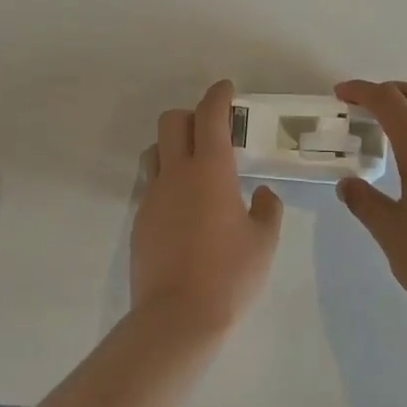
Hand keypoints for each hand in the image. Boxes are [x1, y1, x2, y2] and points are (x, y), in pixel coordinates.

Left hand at [131, 80, 283, 336]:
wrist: (177, 316)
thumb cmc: (230, 275)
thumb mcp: (264, 242)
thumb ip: (266, 209)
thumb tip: (261, 194)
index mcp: (210, 171)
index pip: (210, 116)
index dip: (218, 96)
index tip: (226, 90)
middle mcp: (176, 174)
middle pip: (171, 122)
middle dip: (192, 115)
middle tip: (213, 131)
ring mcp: (152, 196)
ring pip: (155, 151)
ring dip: (173, 145)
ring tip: (195, 167)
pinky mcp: (140, 220)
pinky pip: (151, 184)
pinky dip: (166, 180)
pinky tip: (184, 206)